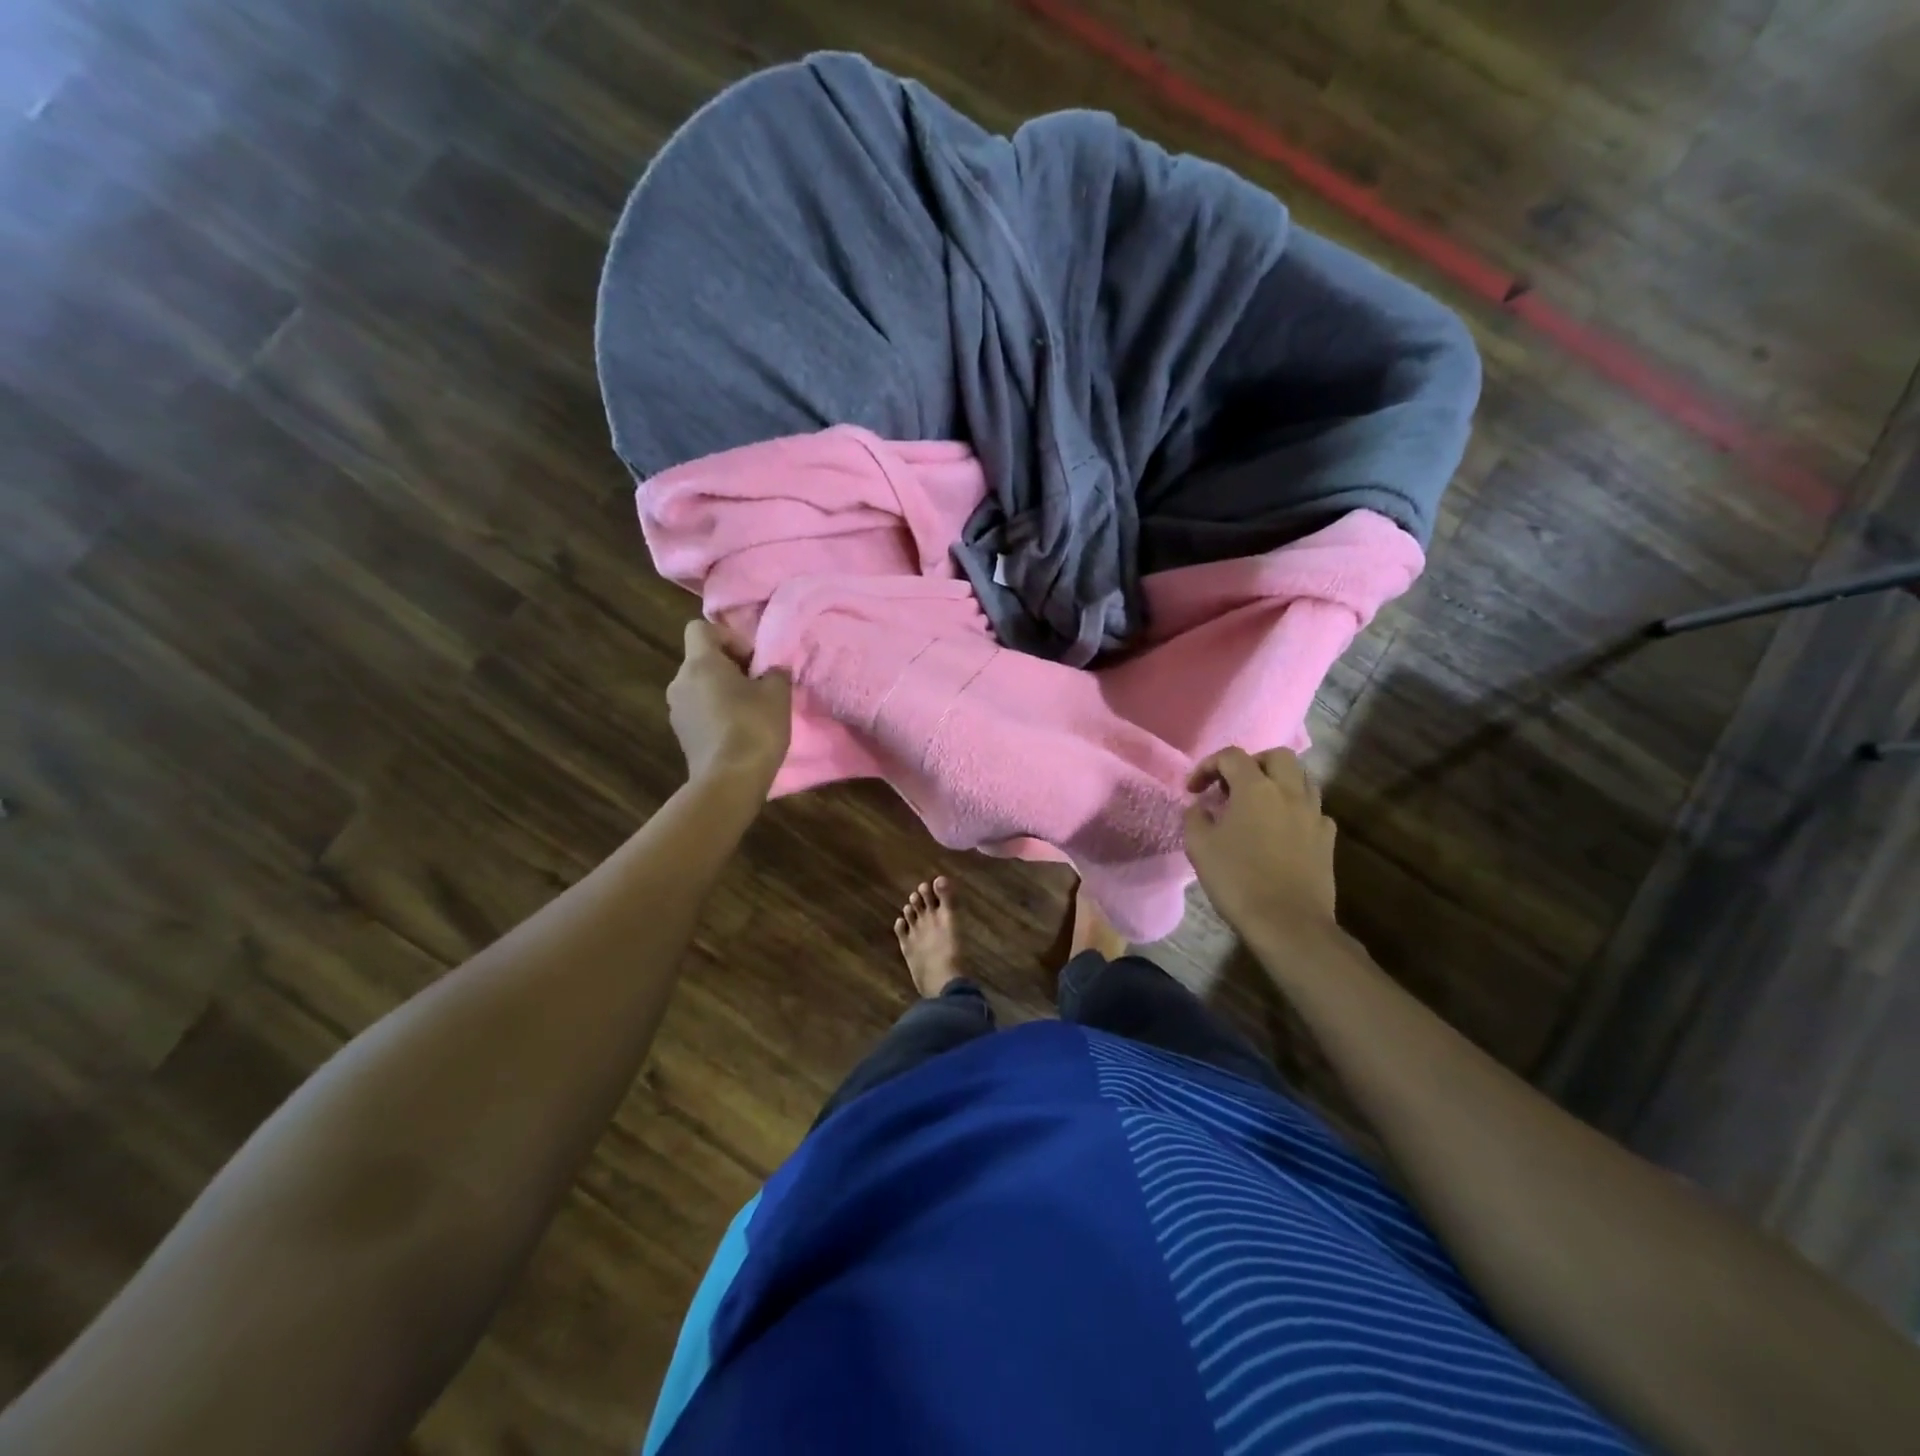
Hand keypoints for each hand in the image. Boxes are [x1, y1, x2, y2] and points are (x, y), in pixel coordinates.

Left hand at [667, 620, 791, 789]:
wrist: (729, 782)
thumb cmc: (754, 728)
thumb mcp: (778, 694)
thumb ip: (775, 673)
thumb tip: (771, 671)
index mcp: (700, 663)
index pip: (700, 628)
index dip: (728, 637)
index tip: (752, 660)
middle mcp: (680, 682)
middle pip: (702, 659)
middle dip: (730, 667)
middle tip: (759, 685)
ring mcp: (676, 710)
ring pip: (701, 687)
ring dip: (723, 692)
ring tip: (751, 711)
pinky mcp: (682, 735)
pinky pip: (700, 711)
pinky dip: (717, 713)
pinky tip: (740, 732)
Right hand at [1183, 747, 1336, 939]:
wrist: (1288, 923)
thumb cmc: (1238, 880)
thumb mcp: (1199, 846)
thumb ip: (1196, 817)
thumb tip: (1201, 807)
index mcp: (1256, 788)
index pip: (1231, 756)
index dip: (1208, 766)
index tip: (1194, 790)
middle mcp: (1289, 792)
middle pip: (1276, 756)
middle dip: (1252, 763)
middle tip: (1233, 785)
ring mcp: (1314, 814)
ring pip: (1301, 778)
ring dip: (1278, 782)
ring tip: (1258, 804)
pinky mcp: (1327, 838)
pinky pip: (1313, 809)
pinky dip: (1295, 809)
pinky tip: (1281, 830)